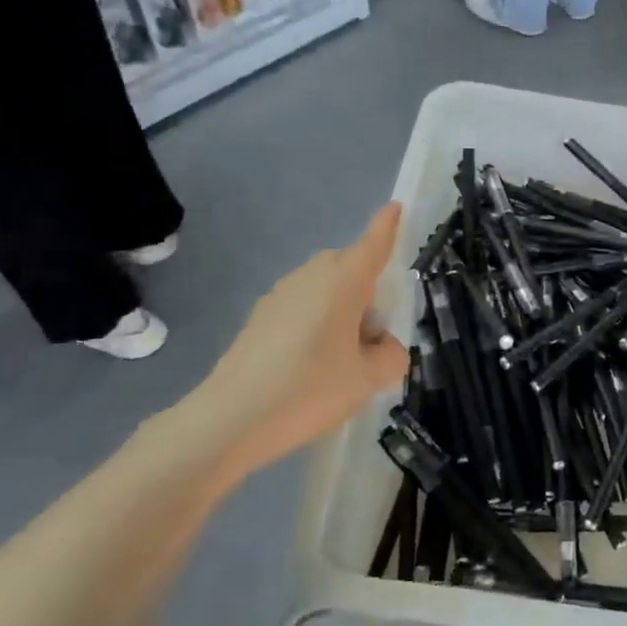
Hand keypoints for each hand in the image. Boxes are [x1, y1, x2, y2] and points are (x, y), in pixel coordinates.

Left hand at [173, 203, 407, 481]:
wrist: (231, 419)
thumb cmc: (310, 389)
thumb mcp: (369, 379)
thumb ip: (391, 356)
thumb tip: (382, 346)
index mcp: (342, 282)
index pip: (372, 245)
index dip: (387, 227)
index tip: (395, 207)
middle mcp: (310, 277)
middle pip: (347, 267)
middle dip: (366, 286)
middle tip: (375, 334)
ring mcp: (279, 295)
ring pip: (322, 288)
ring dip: (339, 308)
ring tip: (343, 358)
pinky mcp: (259, 318)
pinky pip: (300, 307)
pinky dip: (315, 324)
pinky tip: (311, 367)